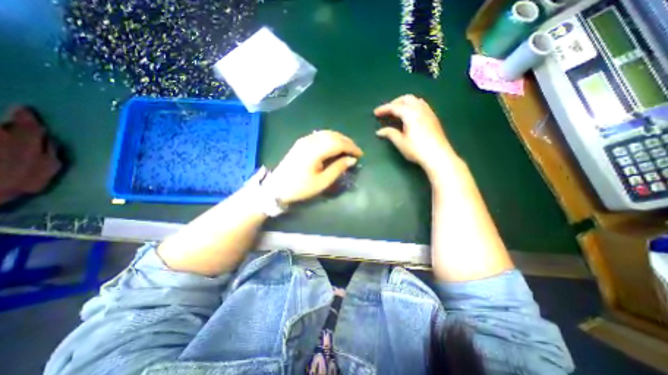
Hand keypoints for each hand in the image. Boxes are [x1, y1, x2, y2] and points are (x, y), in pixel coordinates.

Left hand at [262, 129, 364, 205]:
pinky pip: (319, 135)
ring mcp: (304, 140)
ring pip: (326, 133)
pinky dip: (330, 138)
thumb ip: (338, 168)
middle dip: (347, 142)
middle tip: (356, 151)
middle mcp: (310, 141)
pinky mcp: (301, 142)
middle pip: (333, 136)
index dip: (351, 147)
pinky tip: (334, 144)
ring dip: (339, 138)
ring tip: (348, 147)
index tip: (360, 155)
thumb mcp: (322, 182)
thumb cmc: (301, 187)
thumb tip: (352, 159)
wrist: (277, 187)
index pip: (339, 143)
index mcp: (315, 151)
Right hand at [375, 94, 459, 175]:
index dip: (384, 109)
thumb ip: (390, 134)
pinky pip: (422, 105)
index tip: (375, 113)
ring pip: (416, 100)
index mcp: (411, 114)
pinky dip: (413, 106)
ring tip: (398, 113)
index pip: (395, 107)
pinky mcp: (433, 118)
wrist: (438, 156)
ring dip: (405, 103)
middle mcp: (420, 109)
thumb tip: (379, 131)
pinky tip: (410, 116)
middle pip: (406, 98)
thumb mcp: (400, 142)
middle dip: (395, 102)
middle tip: (387, 112)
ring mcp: (429, 112)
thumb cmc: (417, 149)